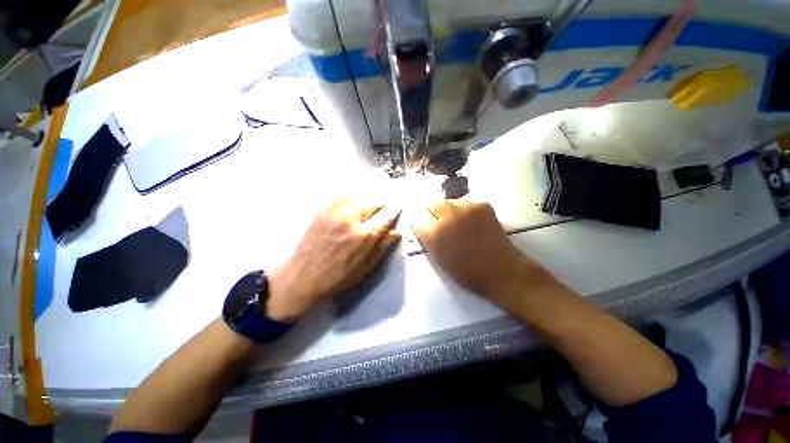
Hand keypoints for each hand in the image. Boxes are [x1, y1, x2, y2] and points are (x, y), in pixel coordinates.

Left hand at [266, 198, 400, 321]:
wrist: (303, 277)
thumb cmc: (338, 278)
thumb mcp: (365, 268)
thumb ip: (382, 248)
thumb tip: (396, 232)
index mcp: (364, 236)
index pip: (385, 215)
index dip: (394, 210)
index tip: (398, 207)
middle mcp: (351, 219)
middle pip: (373, 201)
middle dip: (382, 203)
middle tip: (384, 208)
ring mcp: (335, 212)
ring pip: (359, 196)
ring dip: (368, 200)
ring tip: (370, 208)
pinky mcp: (323, 210)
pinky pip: (343, 197)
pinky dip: (353, 199)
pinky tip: (353, 206)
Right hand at [411, 200, 547, 303]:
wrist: (501, 270)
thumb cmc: (466, 272)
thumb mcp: (438, 259)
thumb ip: (428, 240)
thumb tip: (423, 227)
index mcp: (434, 233)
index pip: (418, 220)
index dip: (420, 224)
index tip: (424, 226)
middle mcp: (447, 217)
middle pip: (432, 204)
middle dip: (433, 212)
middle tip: (438, 220)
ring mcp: (466, 209)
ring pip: (449, 202)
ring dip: (449, 210)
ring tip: (457, 221)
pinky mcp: (481, 205)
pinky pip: (466, 203)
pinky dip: (465, 211)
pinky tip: (471, 222)